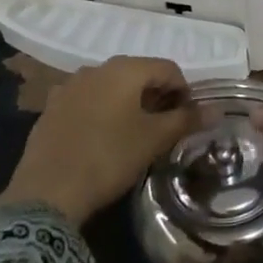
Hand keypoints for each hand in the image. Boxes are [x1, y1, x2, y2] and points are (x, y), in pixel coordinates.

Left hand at [0, 57, 199, 224]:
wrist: (46, 193)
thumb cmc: (108, 158)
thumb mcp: (154, 140)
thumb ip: (186, 120)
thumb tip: (216, 110)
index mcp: (124, 69)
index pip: (168, 68)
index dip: (184, 91)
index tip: (187, 120)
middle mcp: (95, 69)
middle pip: (138, 74)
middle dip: (156, 97)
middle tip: (164, 128)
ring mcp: (69, 87)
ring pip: (111, 88)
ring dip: (129, 104)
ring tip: (134, 135)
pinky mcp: (51, 109)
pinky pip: (88, 102)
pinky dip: (103, 112)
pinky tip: (102, 140)